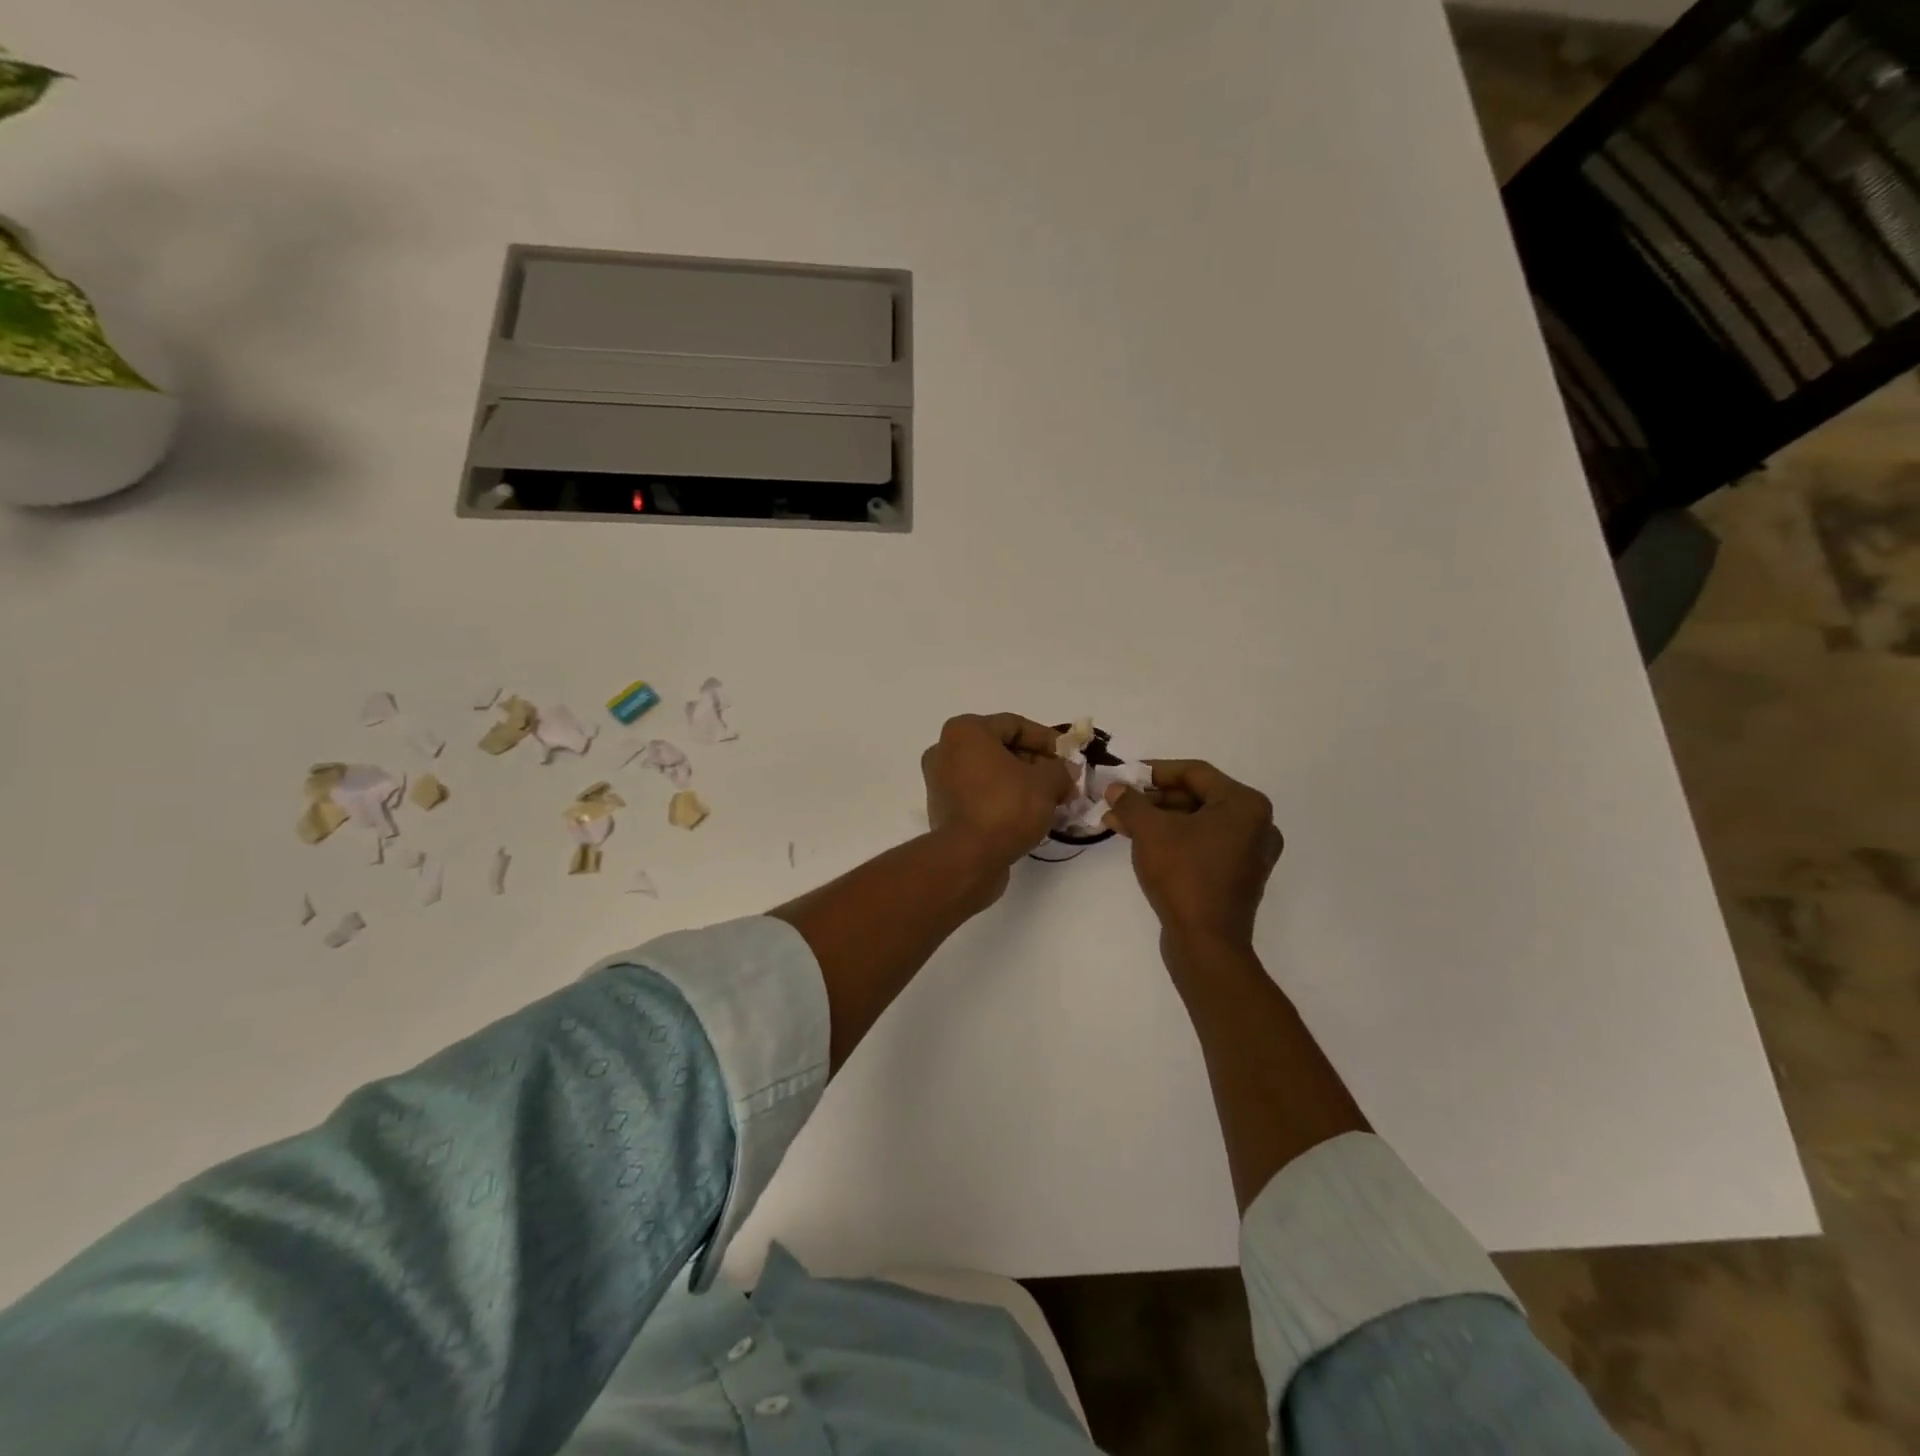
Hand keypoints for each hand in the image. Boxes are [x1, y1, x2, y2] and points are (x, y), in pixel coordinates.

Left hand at [922, 714, 1074, 872]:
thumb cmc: (1006, 807)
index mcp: (965, 731)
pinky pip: (978, 794)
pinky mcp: (942, 809)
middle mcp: (945, 750)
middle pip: (1000, 748)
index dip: (1047, 740)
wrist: (968, 858)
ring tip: (1049, 800)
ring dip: (1020, 783)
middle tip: (1062, 782)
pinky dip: (1002, 798)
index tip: (1068, 757)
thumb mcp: (1046, 783)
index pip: (1014, 725)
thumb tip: (1065, 772)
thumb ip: (1060, 770)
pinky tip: (1026, 815)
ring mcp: (939, 781)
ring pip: (989, 773)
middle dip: (1035, 764)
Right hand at [1103, 760, 1283, 952]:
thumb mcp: (1150, 831)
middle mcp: (1256, 824)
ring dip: (1157, 820)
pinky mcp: (1238, 876)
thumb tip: (1115, 788)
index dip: (1154, 771)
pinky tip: (1140, 842)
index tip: (1124, 775)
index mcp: (1244, 804)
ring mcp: (1249, 853)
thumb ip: (1131, 802)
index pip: (1194, 772)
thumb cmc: (1183, 875)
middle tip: (1118, 801)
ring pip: (1196, 822)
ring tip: (1118, 823)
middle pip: (1196, 797)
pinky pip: (1203, 844)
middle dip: (1152, 799)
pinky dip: (1173, 839)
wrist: (1206, 943)